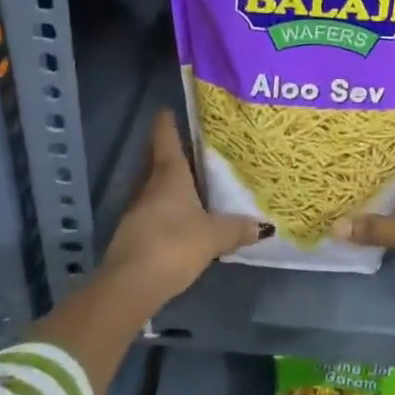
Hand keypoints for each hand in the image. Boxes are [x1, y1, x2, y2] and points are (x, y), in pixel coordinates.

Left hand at [101, 110, 263, 308]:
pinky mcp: (132, 234)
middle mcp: (149, 185)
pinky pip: (151, 210)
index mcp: (169, 174)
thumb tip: (264, 226)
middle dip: (167, 151)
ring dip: (165, 182)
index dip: (167, 122)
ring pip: (152, 185)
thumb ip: (238, 228)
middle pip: (155, 159)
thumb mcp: (214, 236)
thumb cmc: (174, 244)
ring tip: (190, 182)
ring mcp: (137, 210)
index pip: (165, 137)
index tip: (168, 109)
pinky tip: (180, 218)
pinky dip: (163, 207)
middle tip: (189, 146)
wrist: (130, 285)